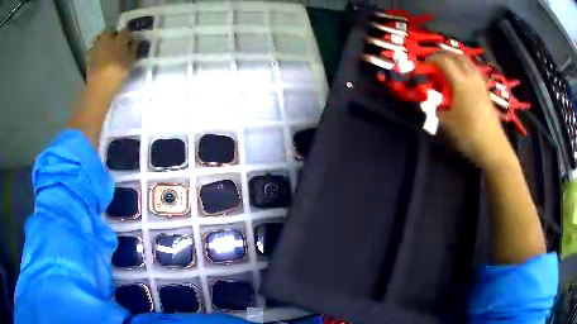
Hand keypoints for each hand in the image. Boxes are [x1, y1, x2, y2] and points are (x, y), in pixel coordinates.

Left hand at [86, 29, 137, 92]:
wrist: (99, 88)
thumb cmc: (117, 75)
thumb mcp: (130, 63)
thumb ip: (133, 50)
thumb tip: (135, 42)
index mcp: (119, 40)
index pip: (125, 31)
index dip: (128, 35)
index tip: (129, 41)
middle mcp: (107, 40)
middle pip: (109, 30)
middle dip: (112, 33)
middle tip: (115, 40)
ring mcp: (96, 48)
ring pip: (98, 37)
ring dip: (101, 39)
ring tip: (105, 46)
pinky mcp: (89, 57)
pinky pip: (91, 49)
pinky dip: (94, 49)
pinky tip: (97, 54)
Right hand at [429, 53, 513, 168]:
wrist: (493, 148)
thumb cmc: (468, 135)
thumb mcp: (446, 123)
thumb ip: (435, 108)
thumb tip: (430, 100)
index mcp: (460, 82)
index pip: (443, 61)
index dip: (431, 59)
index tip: (423, 65)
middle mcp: (471, 78)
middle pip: (457, 56)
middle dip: (444, 55)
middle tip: (435, 61)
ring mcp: (481, 85)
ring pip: (468, 63)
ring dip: (456, 60)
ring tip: (448, 67)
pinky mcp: (486, 93)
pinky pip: (474, 72)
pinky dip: (465, 69)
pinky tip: (462, 80)